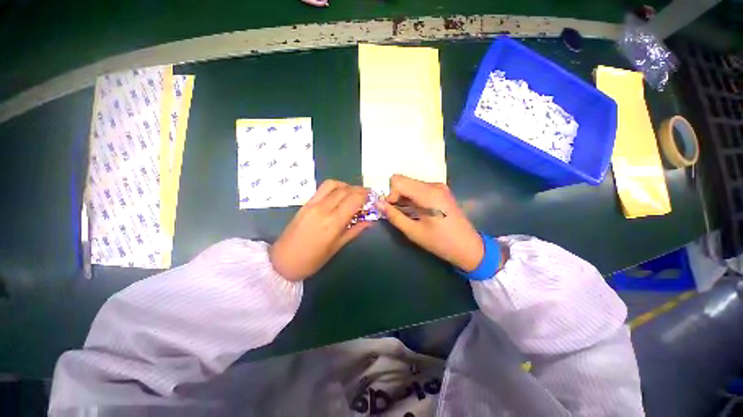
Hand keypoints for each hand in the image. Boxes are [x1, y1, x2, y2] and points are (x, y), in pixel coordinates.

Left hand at [270, 180, 371, 281]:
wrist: (283, 261)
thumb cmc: (312, 260)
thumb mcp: (337, 247)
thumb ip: (355, 230)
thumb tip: (370, 221)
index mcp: (333, 222)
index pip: (354, 199)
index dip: (365, 196)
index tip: (372, 198)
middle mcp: (323, 209)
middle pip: (345, 190)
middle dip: (359, 190)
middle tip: (366, 196)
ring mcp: (312, 204)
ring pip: (333, 184)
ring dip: (346, 185)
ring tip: (352, 194)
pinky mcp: (305, 203)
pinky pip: (322, 189)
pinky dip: (335, 188)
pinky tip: (339, 196)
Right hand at [376, 175, 483, 271]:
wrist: (469, 247)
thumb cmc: (441, 242)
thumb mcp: (414, 232)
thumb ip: (394, 216)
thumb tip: (378, 204)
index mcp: (428, 194)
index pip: (398, 181)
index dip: (390, 194)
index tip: (392, 210)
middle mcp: (434, 185)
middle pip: (404, 180)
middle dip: (396, 195)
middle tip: (397, 212)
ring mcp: (438, 186)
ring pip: (410, 184)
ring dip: (403, 197)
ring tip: (407, 214)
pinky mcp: (440, 191)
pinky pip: (418, 188)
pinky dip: (411, 197)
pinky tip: (415, 211)